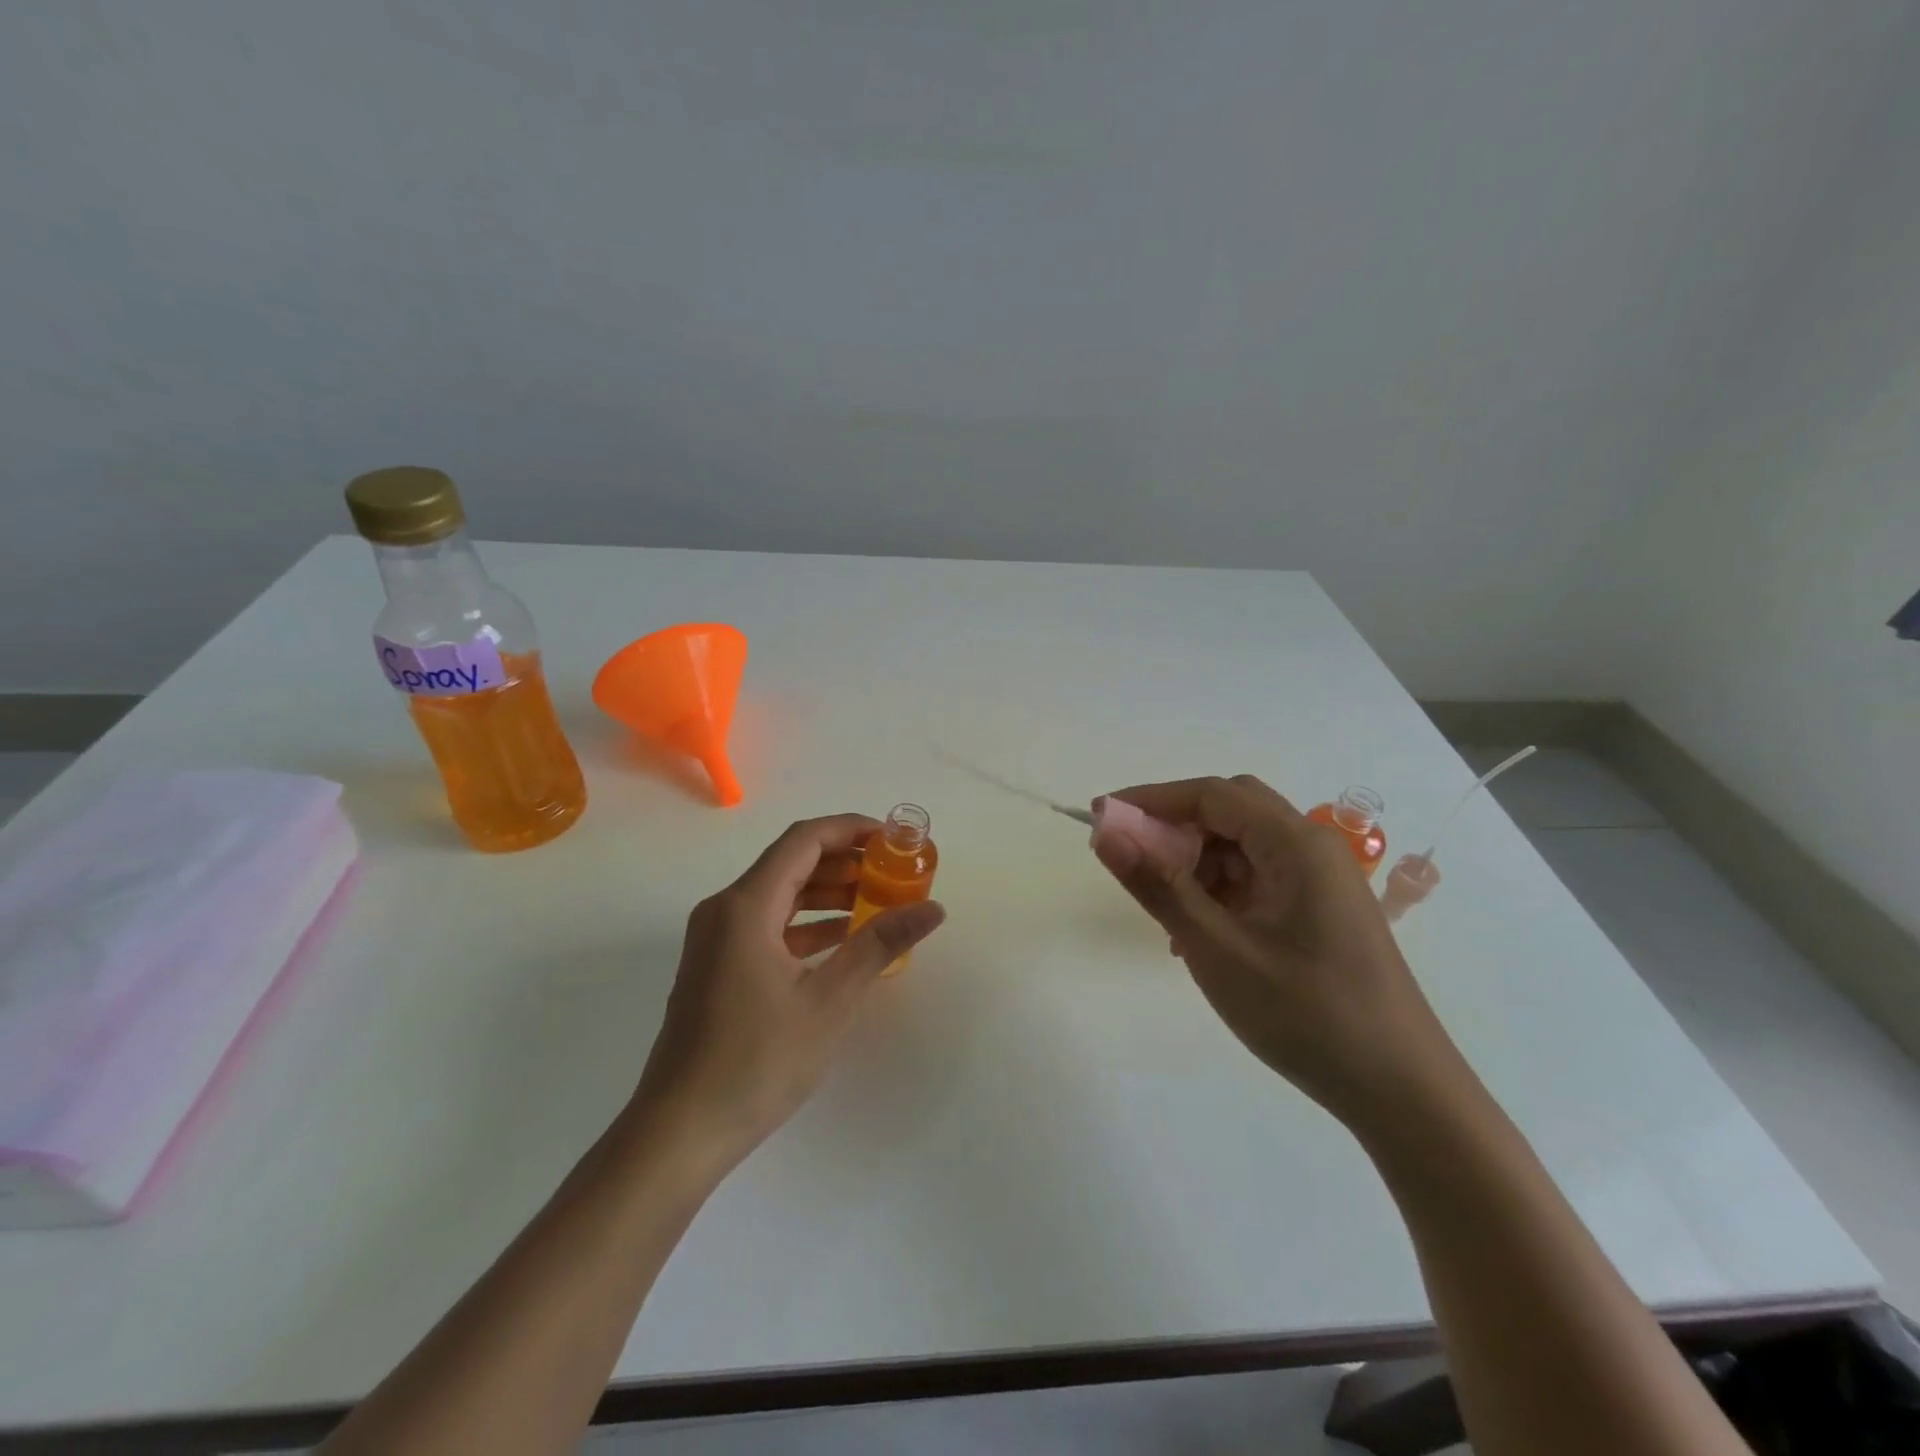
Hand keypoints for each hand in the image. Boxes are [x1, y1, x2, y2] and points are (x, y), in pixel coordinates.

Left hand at [632, 814, 946, 1164]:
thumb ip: (880, 945)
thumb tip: (933, 908)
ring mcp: (716, 939)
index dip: (851, 829)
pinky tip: (842, 941)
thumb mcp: (829, 1001)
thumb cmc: (757, 1061)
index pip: (804, 840)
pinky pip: (767, 925)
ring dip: (827, 894)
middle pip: (791, 863)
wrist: (680, 1132)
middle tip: (893, 873)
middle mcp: (725, 910)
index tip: (893, 838)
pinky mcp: (716, 966)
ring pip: (779, 895)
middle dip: (845, 863)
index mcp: (745, 906)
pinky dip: (806, 924)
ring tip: (878, 903)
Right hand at [1090, 775, 1462, 1124]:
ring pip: (1243, 847)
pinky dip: (1221, 892)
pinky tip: (1203, 935)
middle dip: (1175, 829)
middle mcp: (1313, 848)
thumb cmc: (1306, 1014)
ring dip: (1197, 865)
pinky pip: (1260, 879)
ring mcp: (1322, 880)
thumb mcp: (1217, 949)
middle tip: (1132, 861)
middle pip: (1230, 812)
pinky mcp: (1322, 910)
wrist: (1402, 1092)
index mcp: (1296, 844)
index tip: (1100, 817)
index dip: (1151, 799)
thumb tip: (1106, 834)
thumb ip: (1159, 886)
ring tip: (1169, 916)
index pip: (1211, 794)